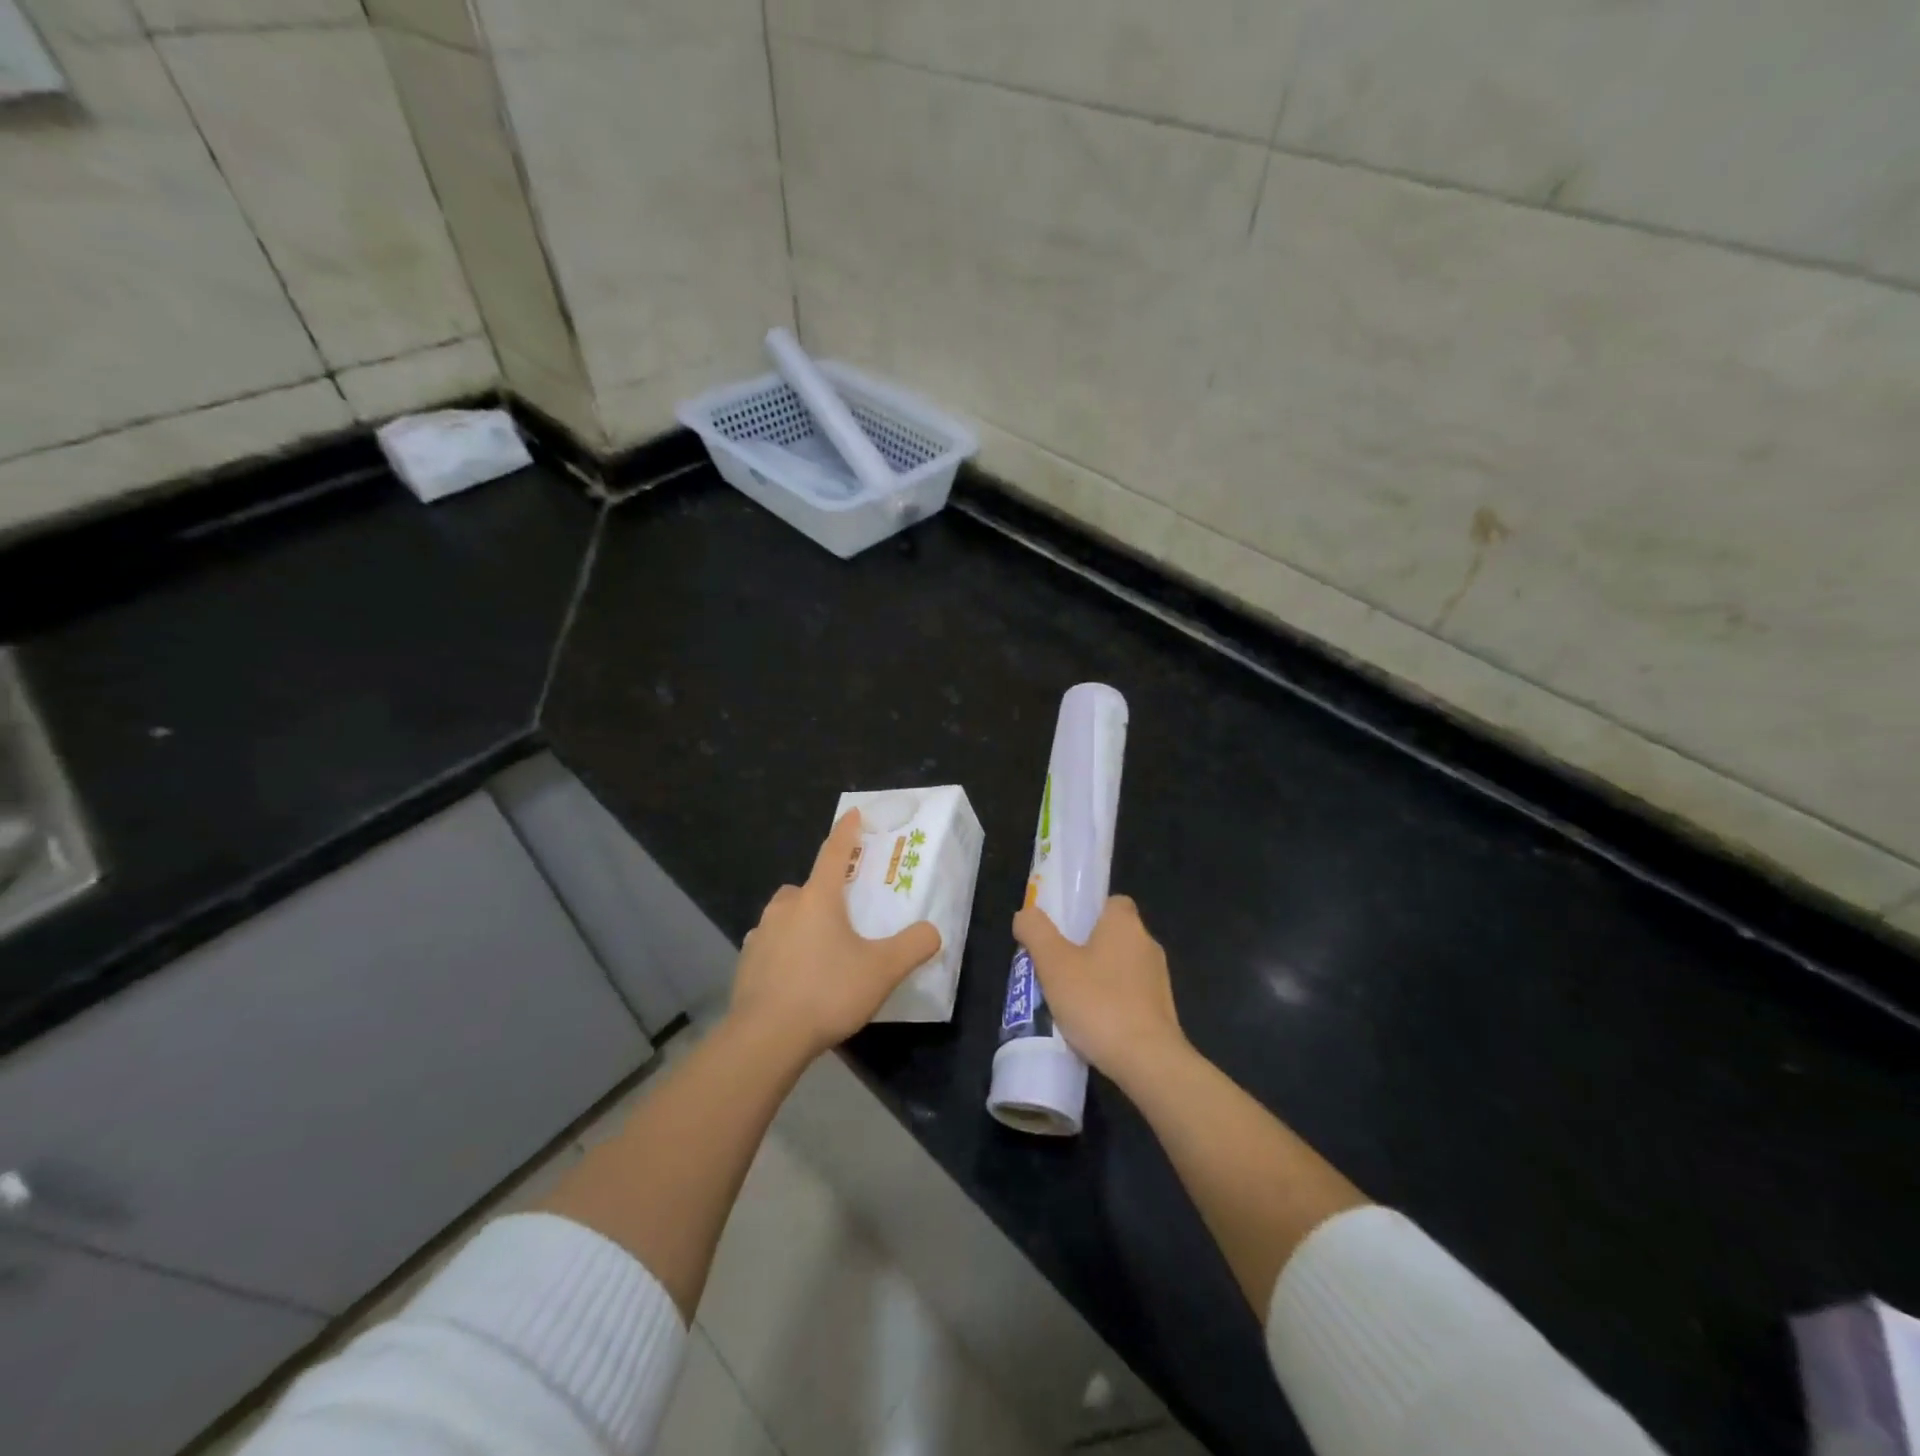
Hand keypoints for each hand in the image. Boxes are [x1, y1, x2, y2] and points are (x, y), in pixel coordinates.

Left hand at [729, 810, 940, 1061]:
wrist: (765, 1038)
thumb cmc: (827, 992)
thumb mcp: (882, 970)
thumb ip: (913, 946)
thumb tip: (933, 931)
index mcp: (818, 898)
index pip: (835, 852)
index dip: (847, 831)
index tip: (853, 813)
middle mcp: (785, 907)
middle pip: (806, 887)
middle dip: (823, 891)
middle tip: (843, 912)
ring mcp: (761, 934)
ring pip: (785, 916)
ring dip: (801, 922)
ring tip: (822, 950)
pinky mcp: (747, 962)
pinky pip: (771, 944)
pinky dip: (785, 950)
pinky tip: (797, 977)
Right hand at [1013, 895, 1185, 1090]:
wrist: (1148, 1061)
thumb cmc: (1098, 1003)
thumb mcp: (1053, 964)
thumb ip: (1036, 932)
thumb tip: (1026, 914)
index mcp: (1125, 924)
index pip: (1111, 902)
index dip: (1087, 911)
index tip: (1064, 930)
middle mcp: (1147, 944)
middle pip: (1112, 935)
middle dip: (1085, 948)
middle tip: (1055, 966)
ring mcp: (1158, 979)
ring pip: (1120, 967)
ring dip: (1097, 978)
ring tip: (1067, 999)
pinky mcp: (1162, 1011)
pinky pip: (1130, 995)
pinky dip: (1111, 1003)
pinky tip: (1091, 1024)